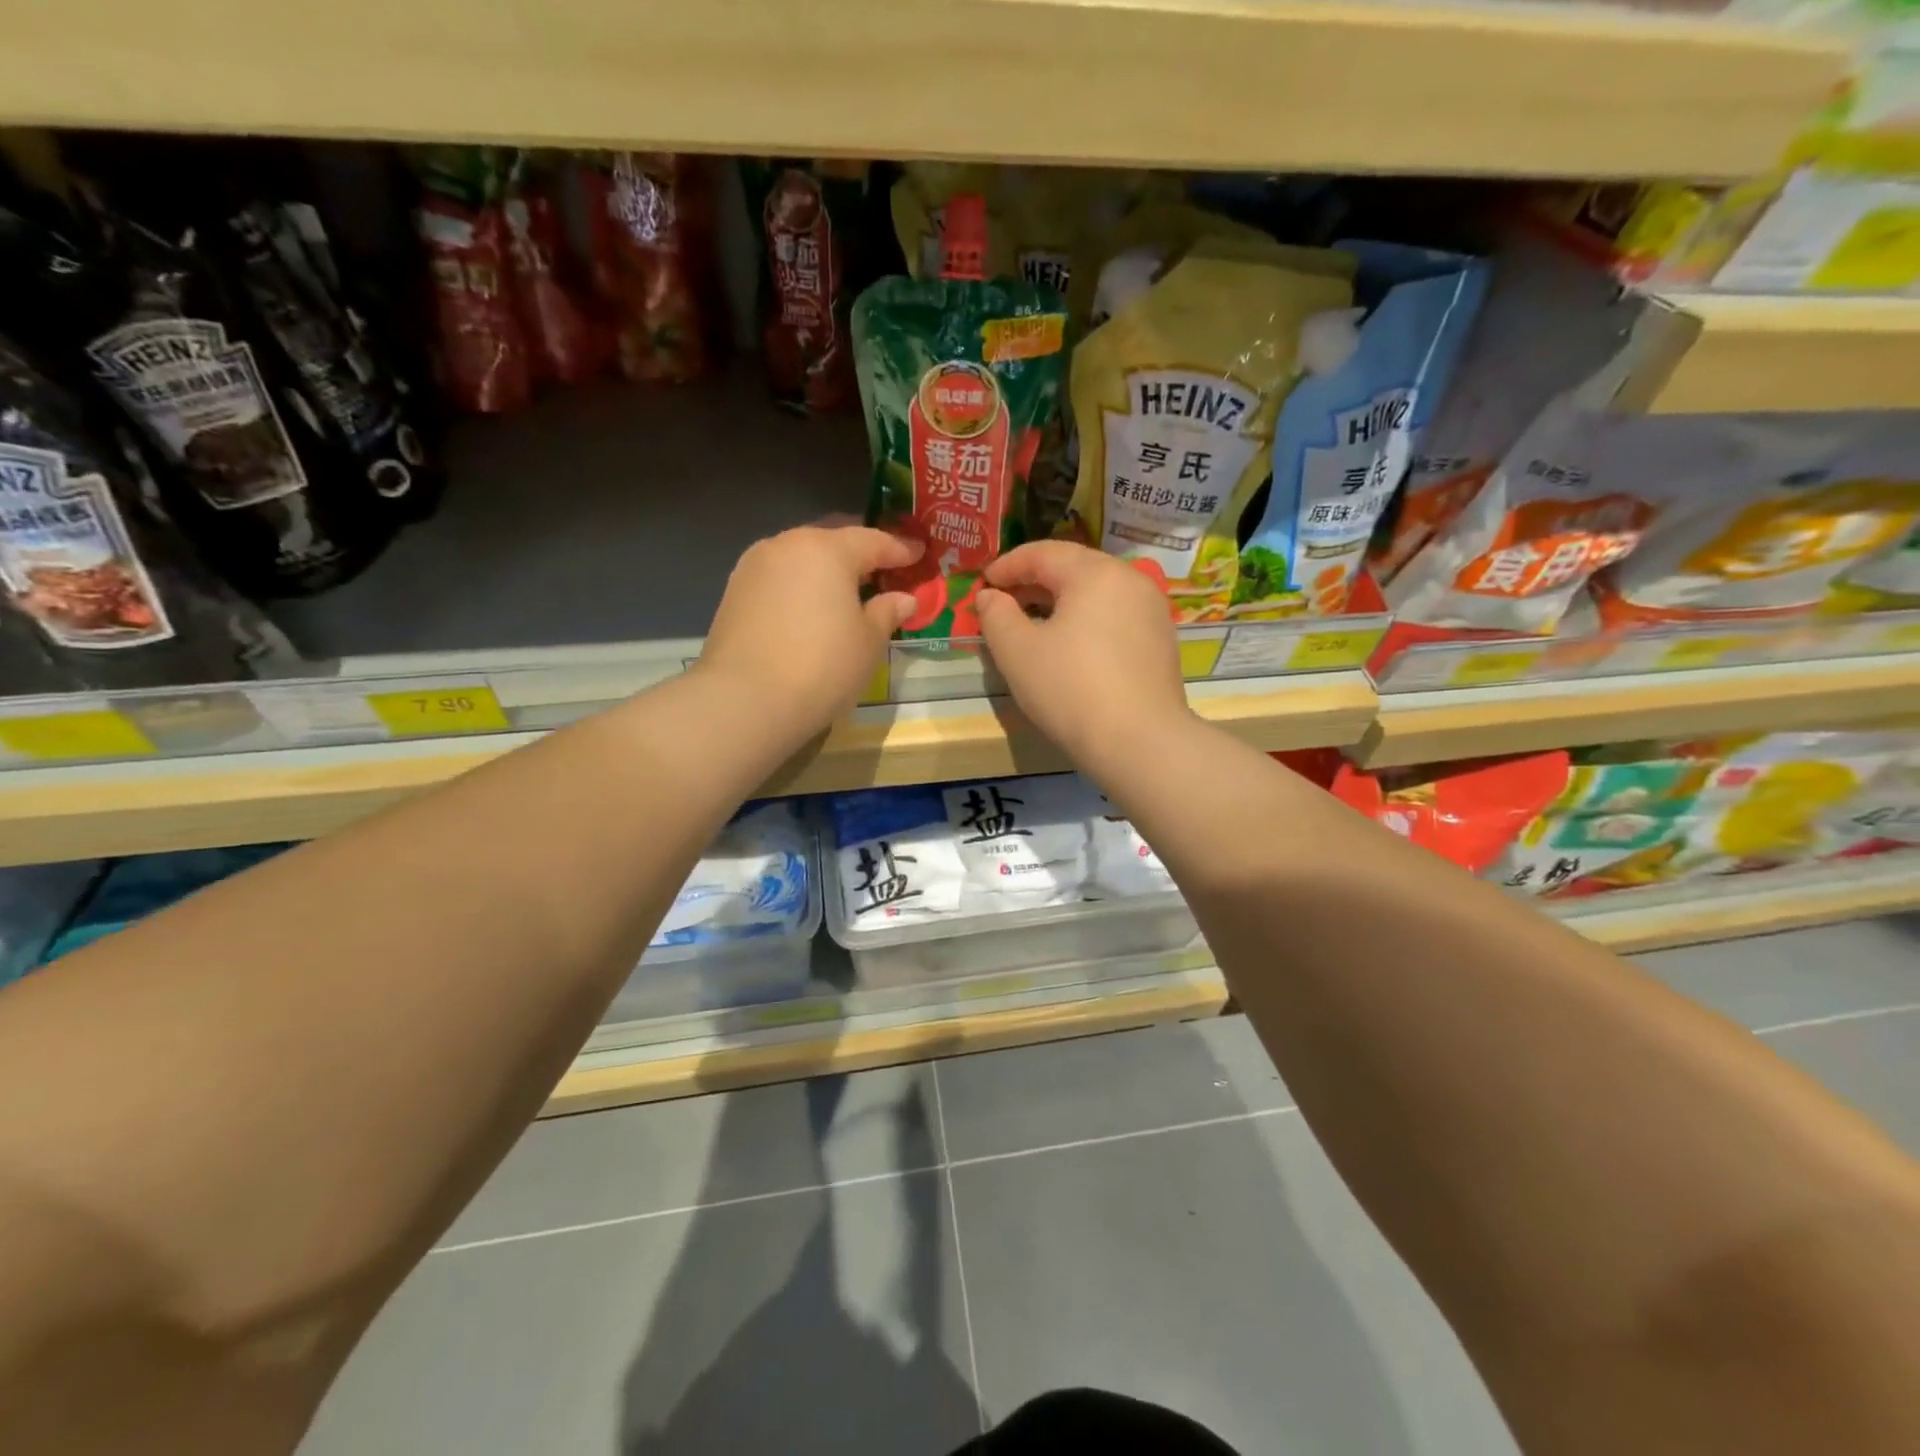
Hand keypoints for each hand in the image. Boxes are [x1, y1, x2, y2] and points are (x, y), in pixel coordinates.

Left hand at [701, 525, 920, 731]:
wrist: (746, 700)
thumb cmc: (822, 666)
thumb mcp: (868, 643)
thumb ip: (887, 612)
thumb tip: (903, 598)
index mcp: (827, 549)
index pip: (874, 540)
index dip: (901, 548)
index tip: (920, 553)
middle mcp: (787, 545)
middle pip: (833, 540)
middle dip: (860, 553)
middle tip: (884, 569)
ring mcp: (754, 566)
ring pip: (801, 557)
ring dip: (826, 569)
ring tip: (846, 591)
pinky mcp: (734, 592)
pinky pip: (780, 578)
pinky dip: (801, 586)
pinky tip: (811, 608)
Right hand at [975, 542, 1191, 771]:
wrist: (1140, 743)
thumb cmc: (1070, 690)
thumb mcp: (1017, 652)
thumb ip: (996, 615)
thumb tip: (990, 596)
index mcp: (1095, 573)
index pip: (1043, 553)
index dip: (1007, 566)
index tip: (982, 585)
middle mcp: (1130, 580)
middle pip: (1073, 568)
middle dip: (1034, 582)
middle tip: (1003, 604)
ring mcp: (1151, 610)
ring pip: (1096, 593)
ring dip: (1060, 602)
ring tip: (1033, 625)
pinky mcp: (1160, 641)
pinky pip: (1115, 617)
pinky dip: (1086, 621)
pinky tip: (1070, 647)